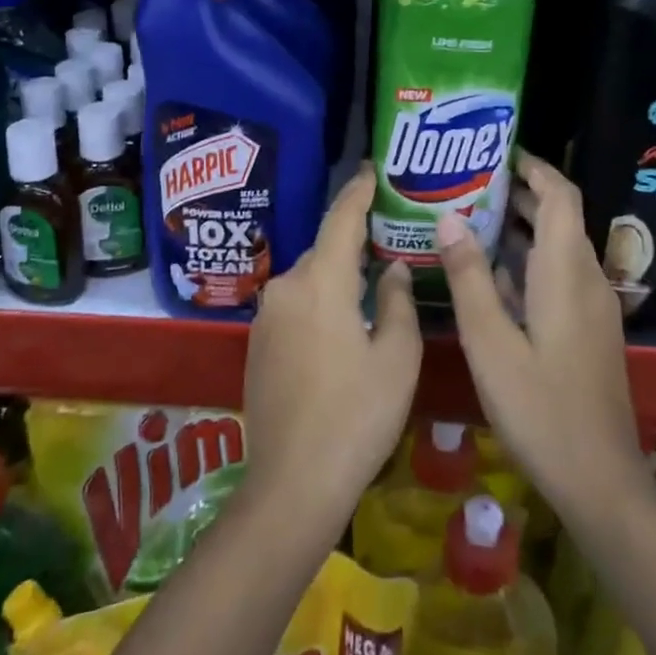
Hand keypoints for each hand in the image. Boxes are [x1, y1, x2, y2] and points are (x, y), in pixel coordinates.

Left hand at [242, 165, 421, 533]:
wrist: (292, 484)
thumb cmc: (356, 417)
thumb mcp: (396, 359)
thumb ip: (398, 302)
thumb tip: (394, 270)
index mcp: (320, 282)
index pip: (341, 220)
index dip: (359, 192)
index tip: (372, 170)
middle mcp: (285, 287)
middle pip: (324, 251)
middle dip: (353, 244)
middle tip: (388, 243)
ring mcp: (265, 316)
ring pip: (309, 280)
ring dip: (335, 278)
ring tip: (369, 288)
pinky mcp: (256, 344)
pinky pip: (294, 306)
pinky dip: (318, 303)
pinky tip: (340, 329)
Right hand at [437, 152, 643, 514]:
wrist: (600, 481)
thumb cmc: (541, 408)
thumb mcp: (490, 342)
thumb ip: (469, 276)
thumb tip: (448, 217)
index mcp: (566, 271)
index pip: (560, 195)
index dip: (533, 167)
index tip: (496, 151)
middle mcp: (586, 278)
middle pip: (558, 217)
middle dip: (518, 193)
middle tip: (466, 182)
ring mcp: (591, 306)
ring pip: (557, 247)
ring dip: (519, 228)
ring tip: (468, 218)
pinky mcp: (587, 330)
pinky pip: (557, 275)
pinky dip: (526, 261)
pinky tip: (488, 274)